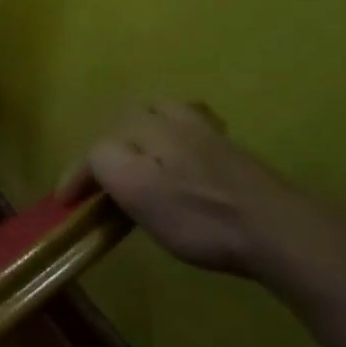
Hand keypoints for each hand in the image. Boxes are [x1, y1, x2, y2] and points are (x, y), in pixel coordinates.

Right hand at [57, 100, 345, 282]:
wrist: (280, 231)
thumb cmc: (199, 215)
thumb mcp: (136, 189)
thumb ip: (104, 161)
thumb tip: (96, 156)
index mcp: (147, 128)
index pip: (98, 145)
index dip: (77, 173)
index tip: (65, 202)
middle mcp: (175, 120)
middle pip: (131, 115)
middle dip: (109, 140)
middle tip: (99, 173)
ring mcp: (209, 134)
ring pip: (164, 116)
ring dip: (142, 133)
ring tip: (136, 158)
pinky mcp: (233, 154)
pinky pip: (191, 131)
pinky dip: (173, 139)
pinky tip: (180, 160)